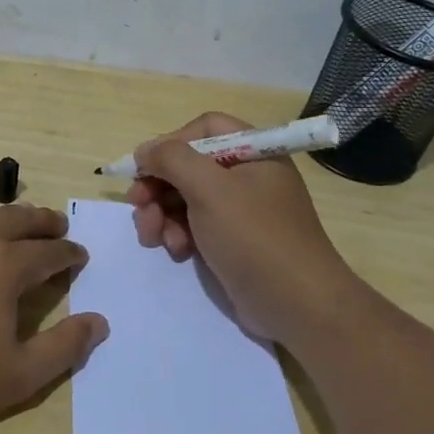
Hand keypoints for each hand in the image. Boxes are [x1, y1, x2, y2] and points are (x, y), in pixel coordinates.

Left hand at [0, 204, 108, 433]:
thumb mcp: (19, 376)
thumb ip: (64, 348)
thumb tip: (99, 322)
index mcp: (3, 266)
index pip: (47, 252)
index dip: (68, 253)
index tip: (80, 255)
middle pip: (15, 220)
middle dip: (42, 221)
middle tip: (57, 224)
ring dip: (8, 218)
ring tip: (19, 224)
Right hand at [127, 112, 354, 340]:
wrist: (296, 305)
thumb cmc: (254, 236)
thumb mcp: (209, 189)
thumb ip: (171, 159)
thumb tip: (144, 150)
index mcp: (254, 152)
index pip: (204, 128)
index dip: (171, 143)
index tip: (146, 167)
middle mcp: (247, 176)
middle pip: (189, 165)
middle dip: (158, 185)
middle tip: (137, 204)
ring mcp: (240, 211)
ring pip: (185, 198)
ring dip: (161, 214)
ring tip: (153, 237)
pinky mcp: (231, 241)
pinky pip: (194, 225)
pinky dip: (178, 234)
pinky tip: (177, 251)